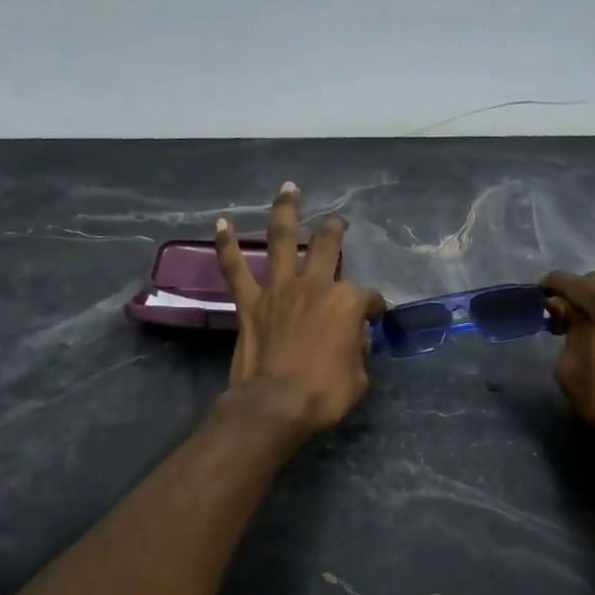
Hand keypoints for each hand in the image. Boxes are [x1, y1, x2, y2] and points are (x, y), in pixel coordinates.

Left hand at [215, 182, 385, 439]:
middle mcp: (315, 285)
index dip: (373, 308)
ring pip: (282, 239)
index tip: (373, 319)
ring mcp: (280, 289)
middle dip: (336, 231)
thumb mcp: (359, 376)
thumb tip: (352, 340)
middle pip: (328, 247)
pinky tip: (221, 222)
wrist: (276, 405)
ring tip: (289, 189)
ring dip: (286, 211)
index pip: (368, 297)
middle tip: (339, 222)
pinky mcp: (250, 302)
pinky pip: (235, 267)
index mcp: (347, 302)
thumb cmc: (325, 394)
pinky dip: (226, 245)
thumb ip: (357, 349)